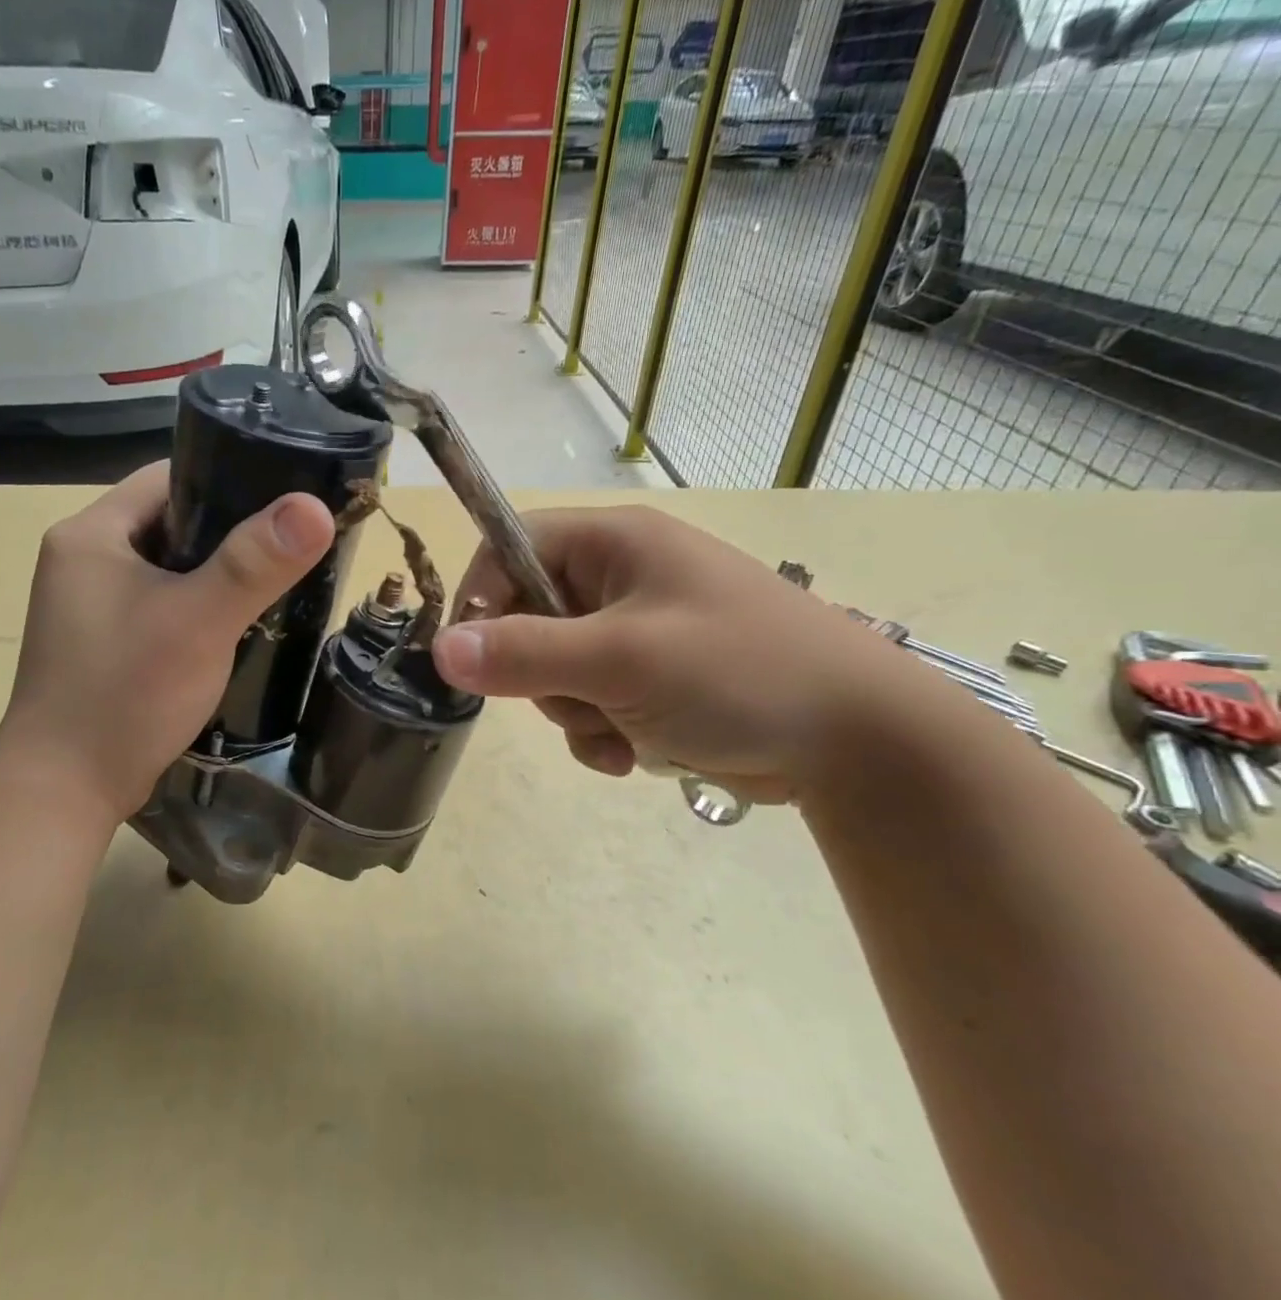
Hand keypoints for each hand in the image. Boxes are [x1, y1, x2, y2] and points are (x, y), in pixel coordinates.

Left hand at [0, 462, 335, 824]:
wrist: (65, 789)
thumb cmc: (125, 693)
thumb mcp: (198, 621)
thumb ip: (255, 563)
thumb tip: (315, 507)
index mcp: (90, 533)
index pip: (168, 477)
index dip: (228, 478)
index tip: (283, 499)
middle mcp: (81, 560)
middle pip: (170, 523)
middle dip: (228, 533)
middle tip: (287, 548)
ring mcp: (87, 606)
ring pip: (166, 568)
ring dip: (213, 575)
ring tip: (271, 584)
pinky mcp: (101, 644)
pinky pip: (158, 606)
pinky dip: (195, 609)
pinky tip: (232, 626)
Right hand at [429, 504, 940, 802]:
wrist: (859, 743)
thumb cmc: (738, 674)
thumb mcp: (620, 660)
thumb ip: (524, 653)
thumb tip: (439, 649)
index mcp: (615, 545)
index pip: (511, 548)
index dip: (482, 597)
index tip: (474, 656)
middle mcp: (622, 579)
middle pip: (527, 617)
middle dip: (540, 674)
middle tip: (577, 698)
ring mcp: (638, 632)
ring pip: (555, 671)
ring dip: (573, 713)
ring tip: (619, 731)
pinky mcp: (653, 680)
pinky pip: (589, 703)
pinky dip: (599, 734)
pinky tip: (632, 755)